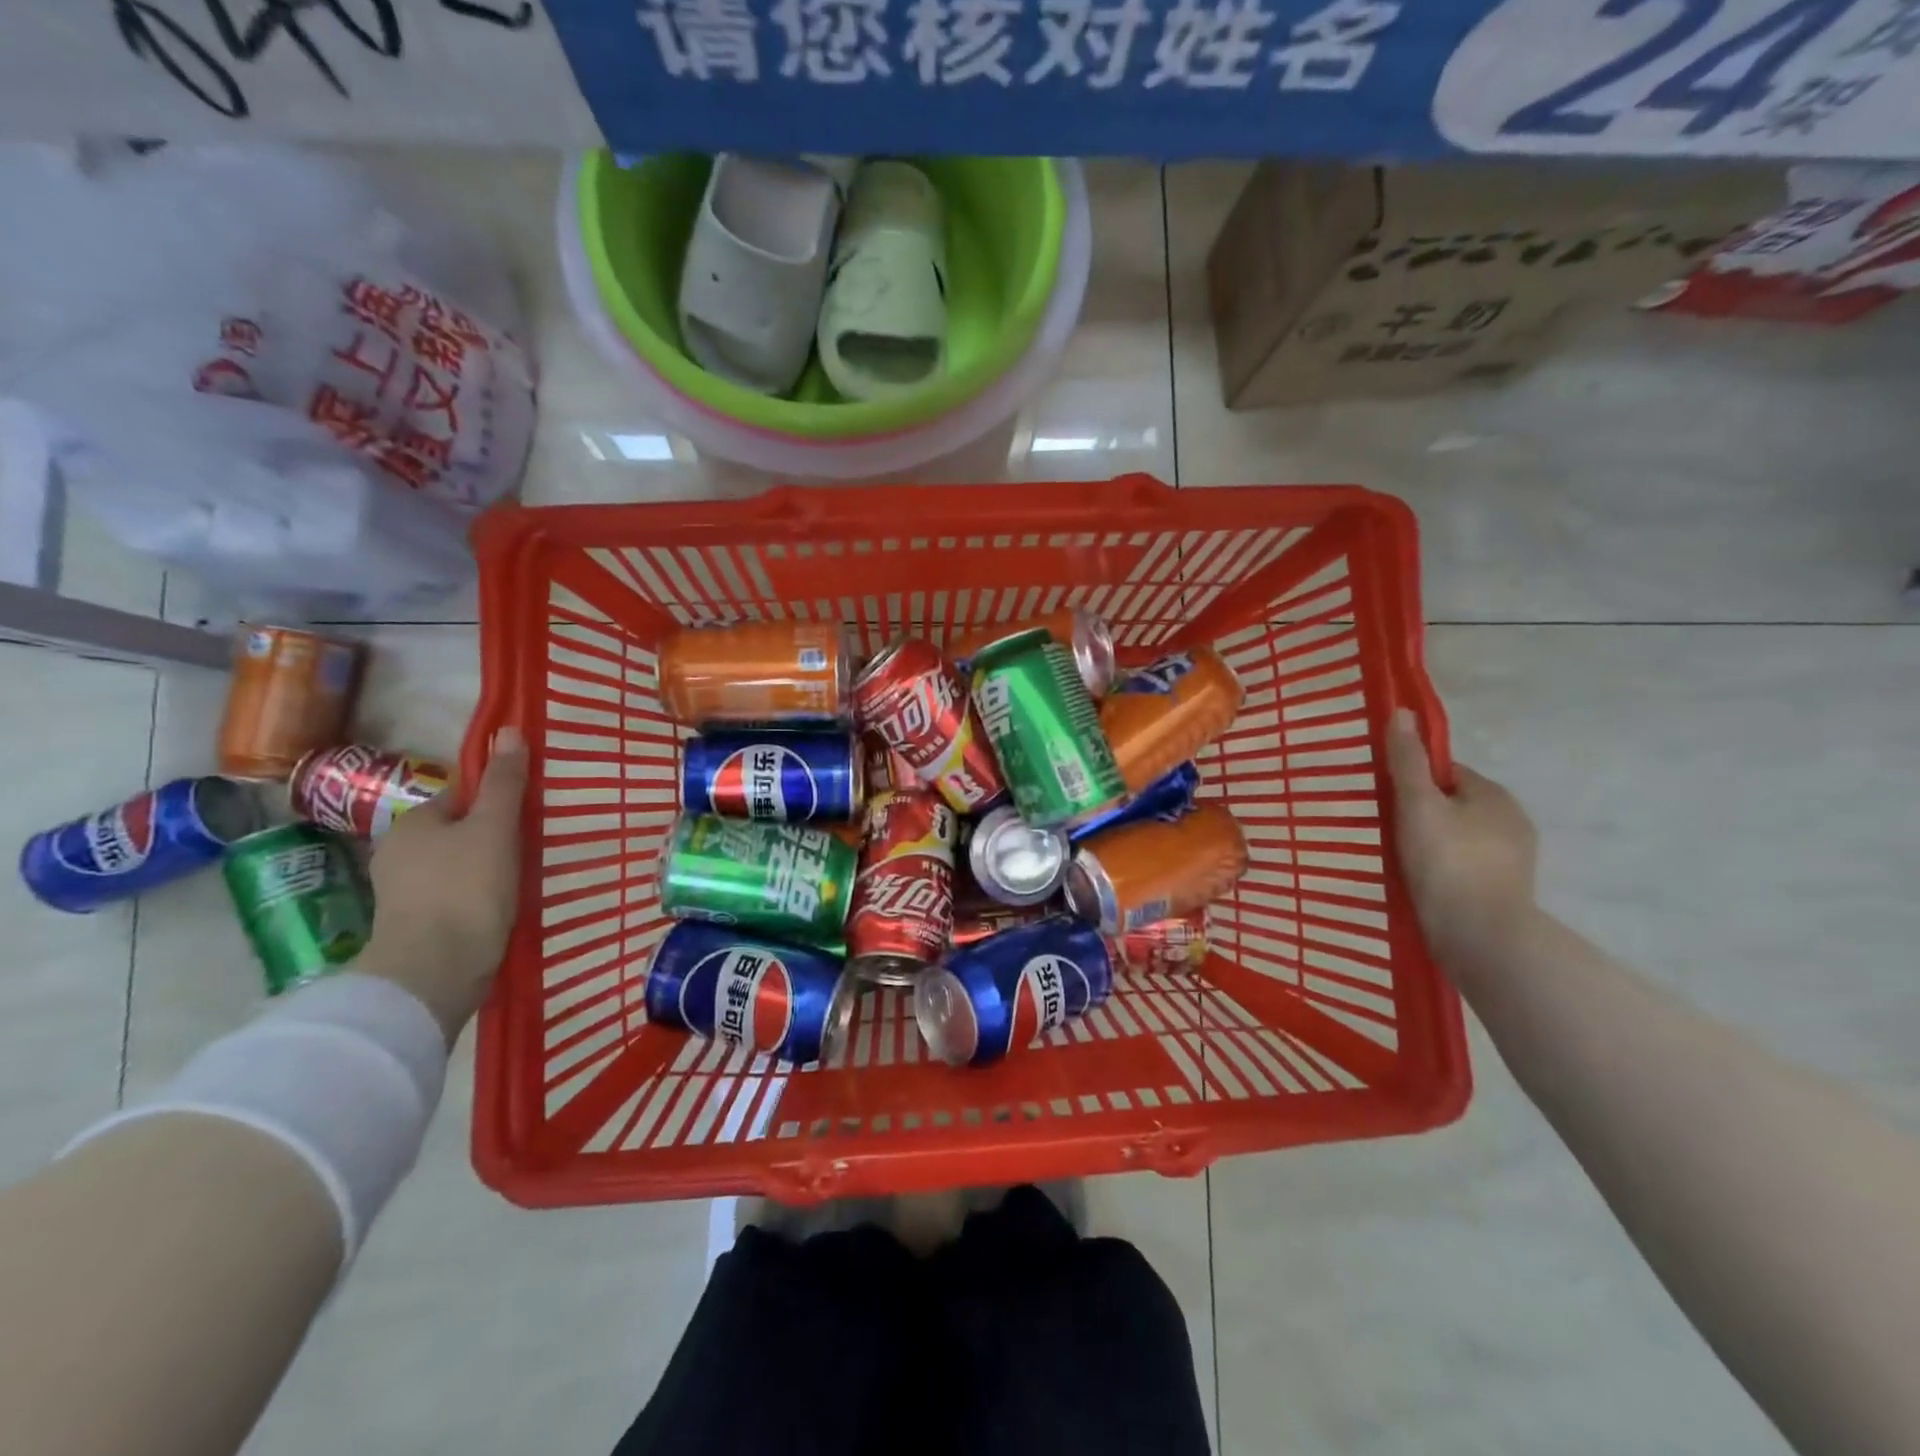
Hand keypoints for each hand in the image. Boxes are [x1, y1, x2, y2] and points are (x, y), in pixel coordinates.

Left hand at [360, 726, 528, 1043]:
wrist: (434, 971)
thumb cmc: (466, 889)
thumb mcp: (494, 827)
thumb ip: (504, 783)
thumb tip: (508, 730)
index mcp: (414, 822)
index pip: (463, 796)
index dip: (499, 799)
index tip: (532, 813)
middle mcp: (400, 852)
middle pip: (462, 831)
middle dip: (495, 835)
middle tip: (536, 846)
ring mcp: (405, 892)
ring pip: (460, 865)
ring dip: (490, 868)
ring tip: (526, 877)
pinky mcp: (417, 925)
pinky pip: (457, 896)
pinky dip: (480, 896)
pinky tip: (504, 906)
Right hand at [1385, 708, 1538, 971]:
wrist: (1481, 938)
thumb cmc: (1447, 863)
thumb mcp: (1417, 805)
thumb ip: (1407, 761)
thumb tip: (1401, 712)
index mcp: (1494, 794)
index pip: (1446, 772)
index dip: (1413, 780)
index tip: (1386, 798)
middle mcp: (1511, 820)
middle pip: (1452, 804)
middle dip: (1421, 812)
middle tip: (1386, 830)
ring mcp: (1511, 859)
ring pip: (1458, 836)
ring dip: (1431, 842)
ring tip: (1399, 860)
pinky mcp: (1504, 890)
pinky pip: (1464, 865)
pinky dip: (1442, 869)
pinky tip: (1421, 882)